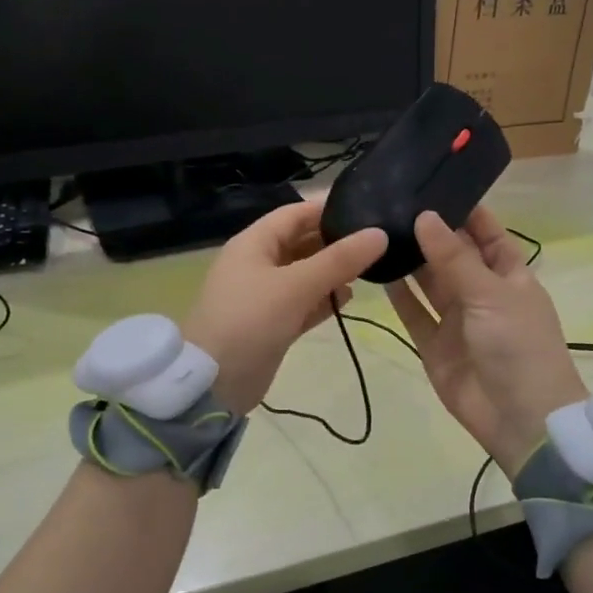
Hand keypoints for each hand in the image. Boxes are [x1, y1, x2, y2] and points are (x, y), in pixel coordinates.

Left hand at [182, 199, 387, 415]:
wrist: (213, 383)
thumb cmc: (250, 321)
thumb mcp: (295, 286)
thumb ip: (339, 260)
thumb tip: (380, 234)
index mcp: (254, 244)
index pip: (295, 214)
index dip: (328, 209)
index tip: (366, 209)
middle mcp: (258, 264)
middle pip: (301, 243)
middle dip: (335, 242)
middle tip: (377, 241)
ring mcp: (264, 296)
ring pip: (304, 274)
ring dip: (332, 272)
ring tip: (371, 268)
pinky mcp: (272, 324)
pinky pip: (303, 303)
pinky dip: (323, 299)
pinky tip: (349, 298)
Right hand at [387, 207, 589, 477]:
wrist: (521, 420)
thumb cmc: (519, 346)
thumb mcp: (491, 294)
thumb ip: (454, 257)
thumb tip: (425, 215)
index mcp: (509, 275)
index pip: (487, 233)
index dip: (465, 211)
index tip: (433, 184)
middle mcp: (482, 293)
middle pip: (452, 255)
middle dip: (429, 232)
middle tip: (392, 202)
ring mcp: (457, 320)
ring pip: (429, 283)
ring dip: (410, 260)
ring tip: (378, 229)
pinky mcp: (434, 345)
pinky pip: (414, 314)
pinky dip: (398, 295)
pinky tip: (377, 270)